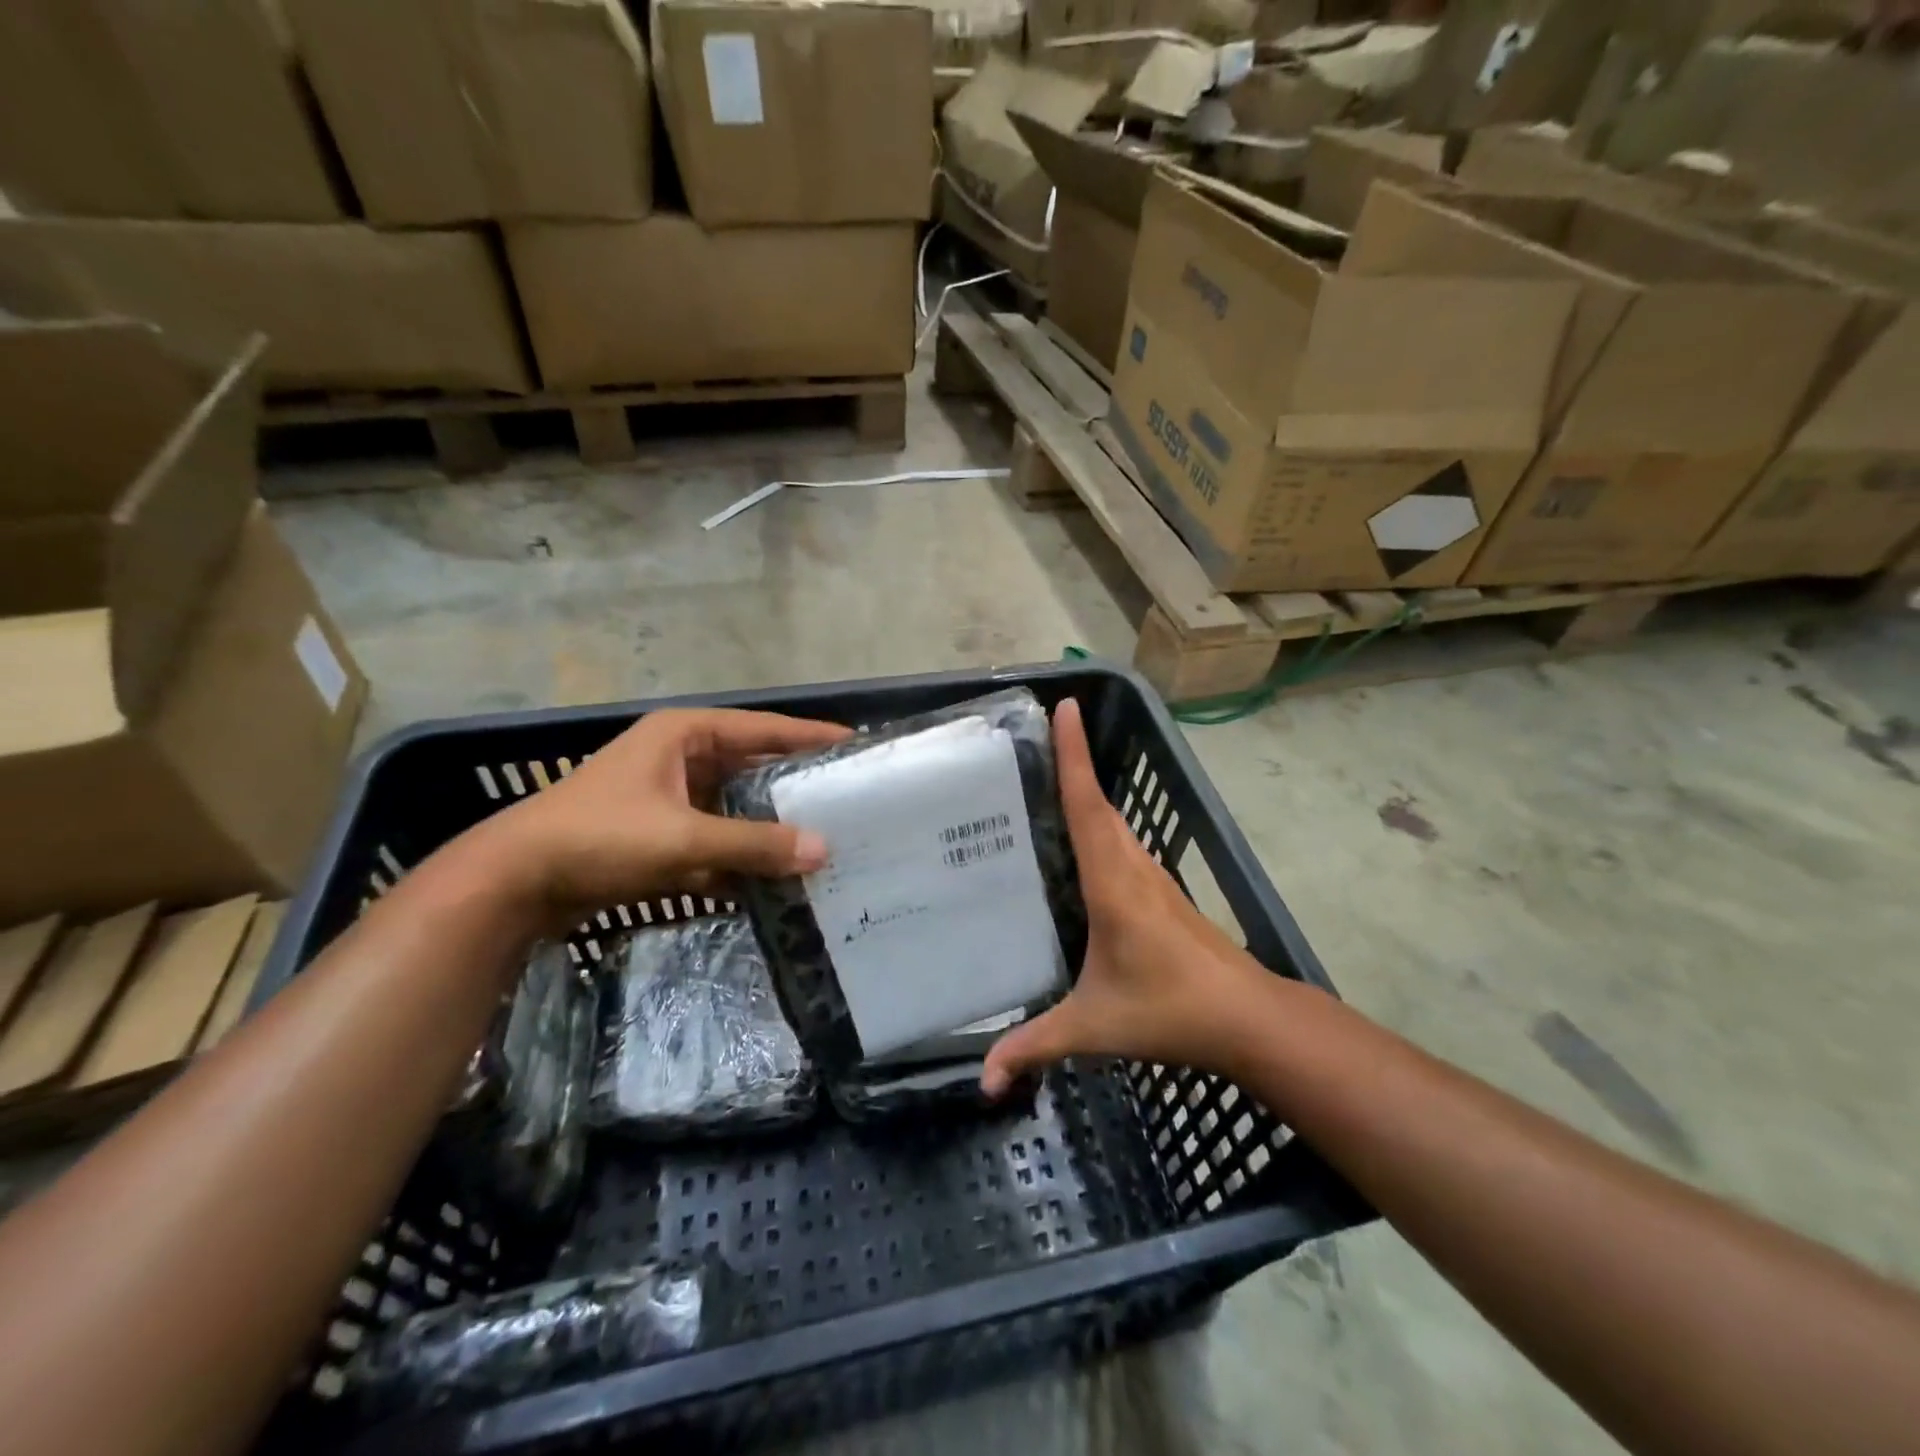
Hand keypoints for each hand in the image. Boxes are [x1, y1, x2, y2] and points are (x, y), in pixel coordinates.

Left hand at [476, 707, 849, 931]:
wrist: (513, 883)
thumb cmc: (599, 838)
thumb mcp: (682, 838)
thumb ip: (754, 844)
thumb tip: (823, 851)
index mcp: (685, 734)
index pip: (763, 728)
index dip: (809, 736)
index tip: (855, 744)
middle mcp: (679, 757)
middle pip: (752, 766)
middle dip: (794, 785)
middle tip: (846, 797)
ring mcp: (667, 797)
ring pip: (734, 806)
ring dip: (769, 825)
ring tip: (822, 838)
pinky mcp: (657, 834)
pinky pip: (714, 838)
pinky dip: (740, 855)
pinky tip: (775, 876)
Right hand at [982, 699, 1271, 1094]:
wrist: (1249, 1020)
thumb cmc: (1170, 1010)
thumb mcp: (1094, 1026)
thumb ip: (1035, 1046)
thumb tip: (983, 1081)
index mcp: (1112, 881)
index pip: (1086, 804)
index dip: (1072, 755)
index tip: (1065, 707)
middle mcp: (1132, 867)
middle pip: (1098, 802)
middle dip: (1071, 762)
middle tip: (1032, 739)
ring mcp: (1152, 878)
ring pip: (1114, 821)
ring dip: (1086, 791)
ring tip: (1044, 780)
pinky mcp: (1161, 894)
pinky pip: (1122, 843)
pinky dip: (1099, 823)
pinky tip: (1080, 841)